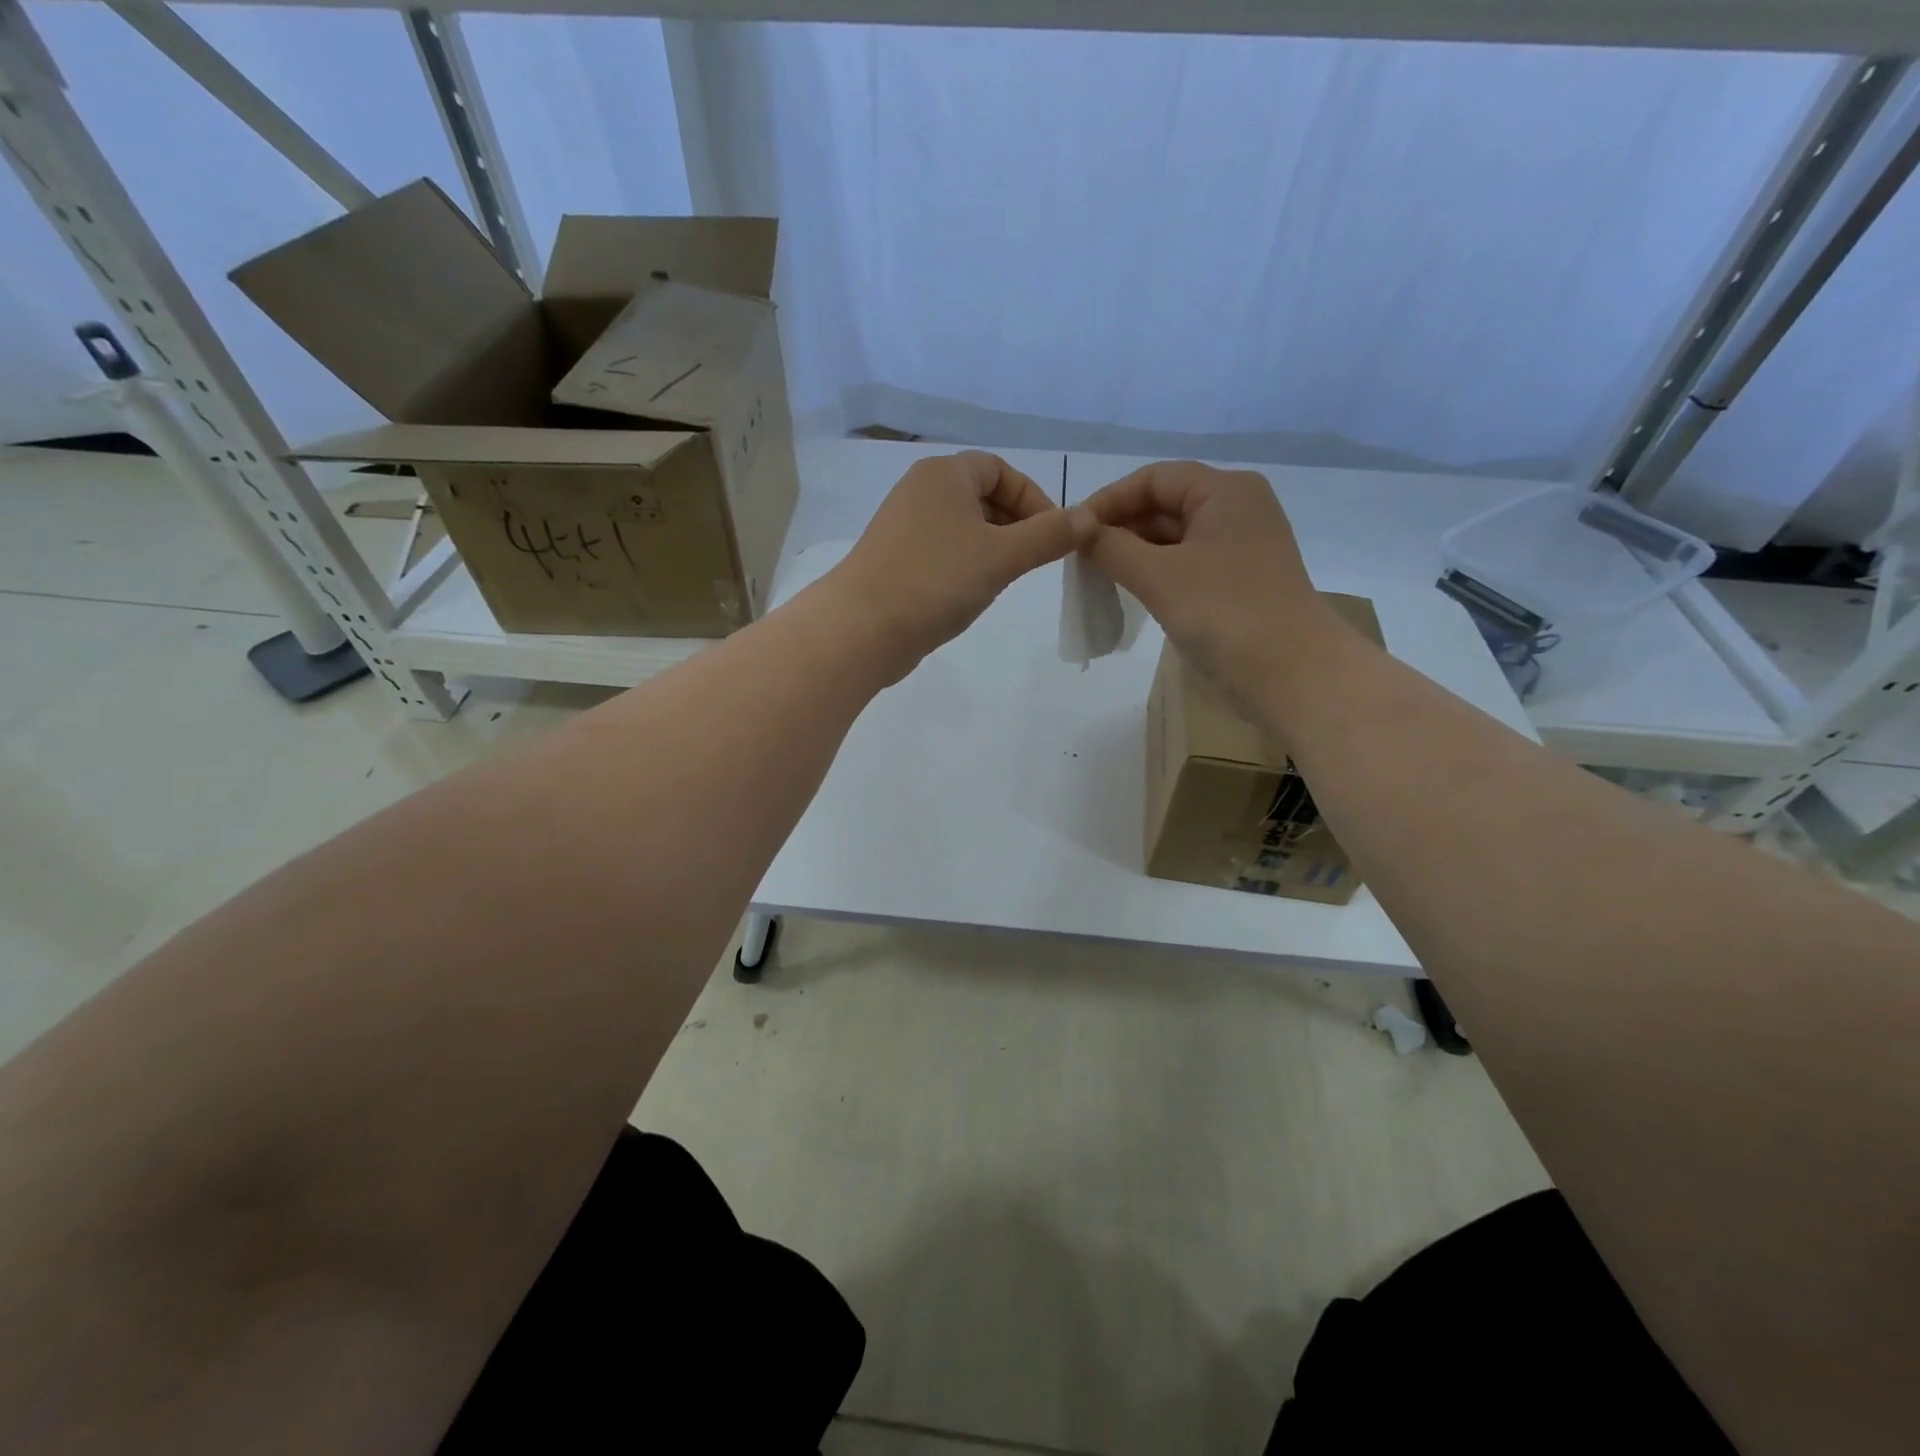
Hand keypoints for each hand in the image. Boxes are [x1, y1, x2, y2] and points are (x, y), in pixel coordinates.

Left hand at [825, 451, 1085, 681]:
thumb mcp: (1003, 556)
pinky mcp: (894, 560)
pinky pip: (942, 552)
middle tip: (1034, 560)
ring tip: (1006, 579)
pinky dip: (965, 565)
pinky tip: (972, 593)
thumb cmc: (936, 580)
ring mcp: (902, 527)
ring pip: (961, 527)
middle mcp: (919, 491)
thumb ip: (1049, 535)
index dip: (1033, 498)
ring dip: (991, 547)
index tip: (1053, 534)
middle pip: (981, 496)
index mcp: (943, 474)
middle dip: (1015, 524)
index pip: (1000, 469)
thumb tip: (1089, 517)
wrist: (862, 628)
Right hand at [1082, 461, 1342, 708]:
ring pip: (1174, 537)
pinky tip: (1129, 592)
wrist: (1292, 675)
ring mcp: (1240, 547)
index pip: (1154, 478)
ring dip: (1135, 553)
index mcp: (1225, 491)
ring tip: (1096, 576)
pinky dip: (1156, 573)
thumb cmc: (1225, 613)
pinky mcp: (1238, 582)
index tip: (1072, 530)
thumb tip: (1078, 530)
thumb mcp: (1159, 576)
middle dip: (1121, 527)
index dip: (1109, 499)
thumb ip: (1112, 547)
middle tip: (1079, 558)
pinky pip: (1187, 564)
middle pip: (1165, 504)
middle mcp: (1237, 509)